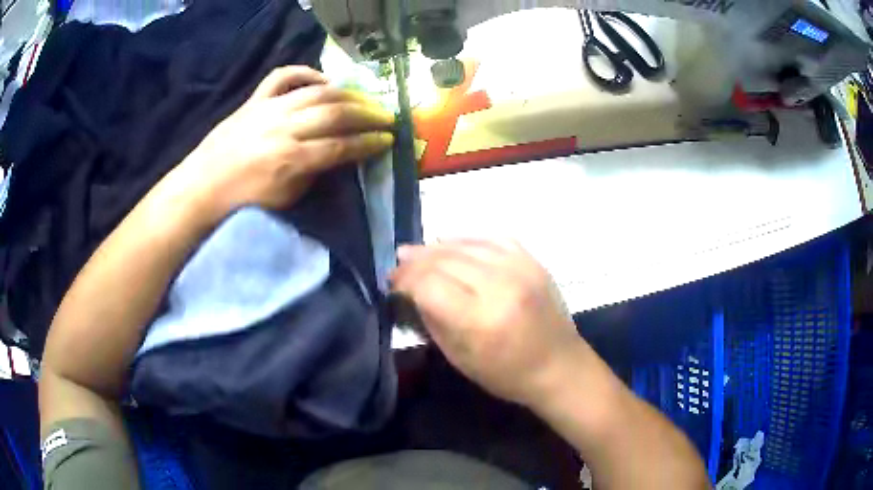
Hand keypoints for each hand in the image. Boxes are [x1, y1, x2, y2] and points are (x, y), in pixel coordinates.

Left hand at [174, 66, 394, 216]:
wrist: (201, 189)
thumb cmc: (243, 204)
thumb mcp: (285, 199)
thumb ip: (314, 174)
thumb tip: (338, 155)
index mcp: (291, 159)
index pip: (341, 146)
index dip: (369, 143)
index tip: (389, 140)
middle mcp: (284, 128)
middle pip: (335, 113)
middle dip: (367, 113)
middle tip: (386, 116)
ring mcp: (268, 108)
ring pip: (316, 91)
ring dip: (347, 93)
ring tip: (364, 97)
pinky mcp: (254, 100)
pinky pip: (282, 76)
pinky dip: (305, 72)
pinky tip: (322, 80)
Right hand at [391, 240, 587, 406]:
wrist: (559, 366)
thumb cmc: (506, 374)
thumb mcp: (459, 357)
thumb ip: (433, 318)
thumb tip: (412, 289)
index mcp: (481, 319)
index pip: (429, 284)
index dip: (405, 279)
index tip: (392, 282)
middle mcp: (501, 286)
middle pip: (445, 259)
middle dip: (415, 261)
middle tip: (398, 265)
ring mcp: (521, 268)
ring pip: (466, 244)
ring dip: (436, 247)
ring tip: (417, 252)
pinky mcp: (533, 261)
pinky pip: (492, 237)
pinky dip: (467, 238)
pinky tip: (452, 244)